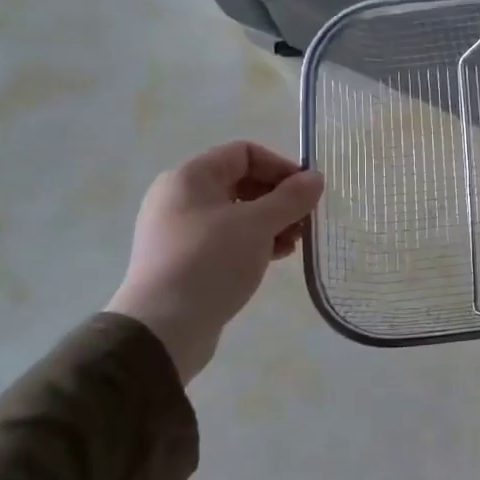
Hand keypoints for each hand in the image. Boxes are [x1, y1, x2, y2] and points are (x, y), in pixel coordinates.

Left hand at [107, 142, 324, 381]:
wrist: (164, 326)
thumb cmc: (211, 262)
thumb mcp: (258, 225)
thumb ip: (291, 198)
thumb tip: (315, 178)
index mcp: (190, 178)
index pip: (243, 153)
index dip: (280, 166)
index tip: (307, 192)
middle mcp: (181, 198)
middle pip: (241, 182)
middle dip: (279, 198)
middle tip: (305, 220)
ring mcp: (181, 230)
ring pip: (237, 213)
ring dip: (272, 222)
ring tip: (295, 243)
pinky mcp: (186, 259)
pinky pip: (228, 238)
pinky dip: (255, 242)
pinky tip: (276, 257)